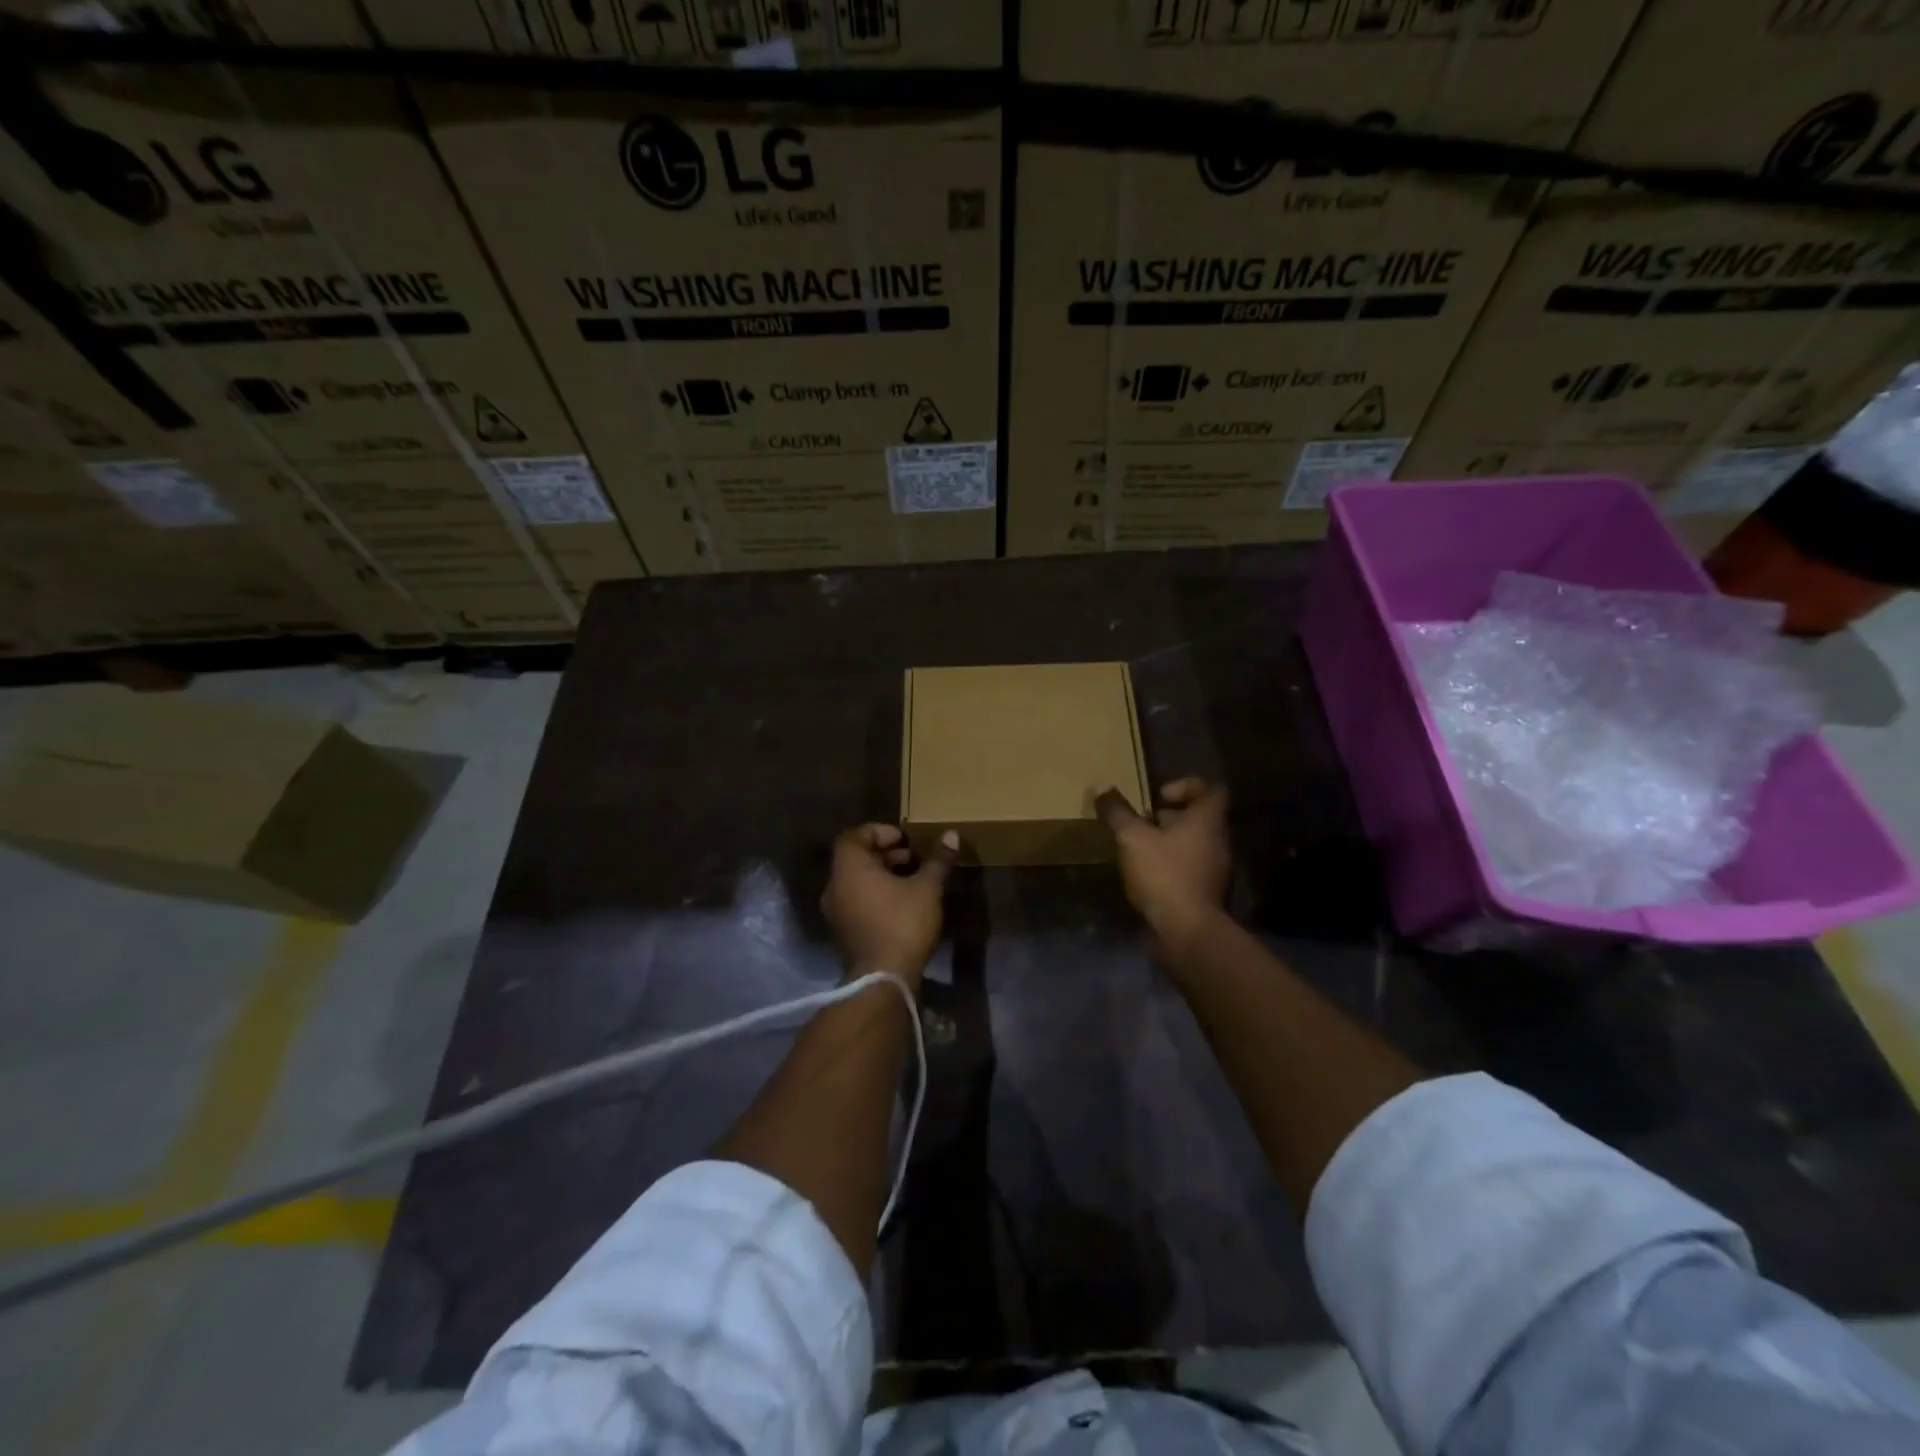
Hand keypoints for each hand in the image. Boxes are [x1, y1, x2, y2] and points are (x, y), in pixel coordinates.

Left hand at [821, 824, 958, 980]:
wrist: (883, 978)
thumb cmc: (902, 923)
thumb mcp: (927, 888)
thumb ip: (938, 860)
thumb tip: (951, 835)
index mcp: (848, 868)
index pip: (854, 836)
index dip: (878, 832)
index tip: (903, 839)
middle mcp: (835, 886)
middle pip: (855, 858)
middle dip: (884, 854)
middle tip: (913, 857)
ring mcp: (836, 912)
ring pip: (856, 881)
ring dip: (882, 875)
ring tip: (912, 879)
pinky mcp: (844, 932)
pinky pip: (857, 901)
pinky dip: (876, 894)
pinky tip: (902, 903)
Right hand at [1096, 778, 1231, 946]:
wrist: (1187, 933)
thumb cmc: (1165, 874)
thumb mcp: (1133, 838)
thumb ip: (1117, 812)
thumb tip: (1101, 787)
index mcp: (1208, 821)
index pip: (1210, 789)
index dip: (1185, 785)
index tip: (1157, 797)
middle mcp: (1218, 842)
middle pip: (1198, 818)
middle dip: (1167, 818)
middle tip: (1139, 823)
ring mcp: (1214, 871)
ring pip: (1191, 846)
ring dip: (1165, 844)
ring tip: (1136, 850)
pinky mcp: (1204, 895)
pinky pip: (1187, 870)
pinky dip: (1168, 868)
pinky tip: (1143, 877)